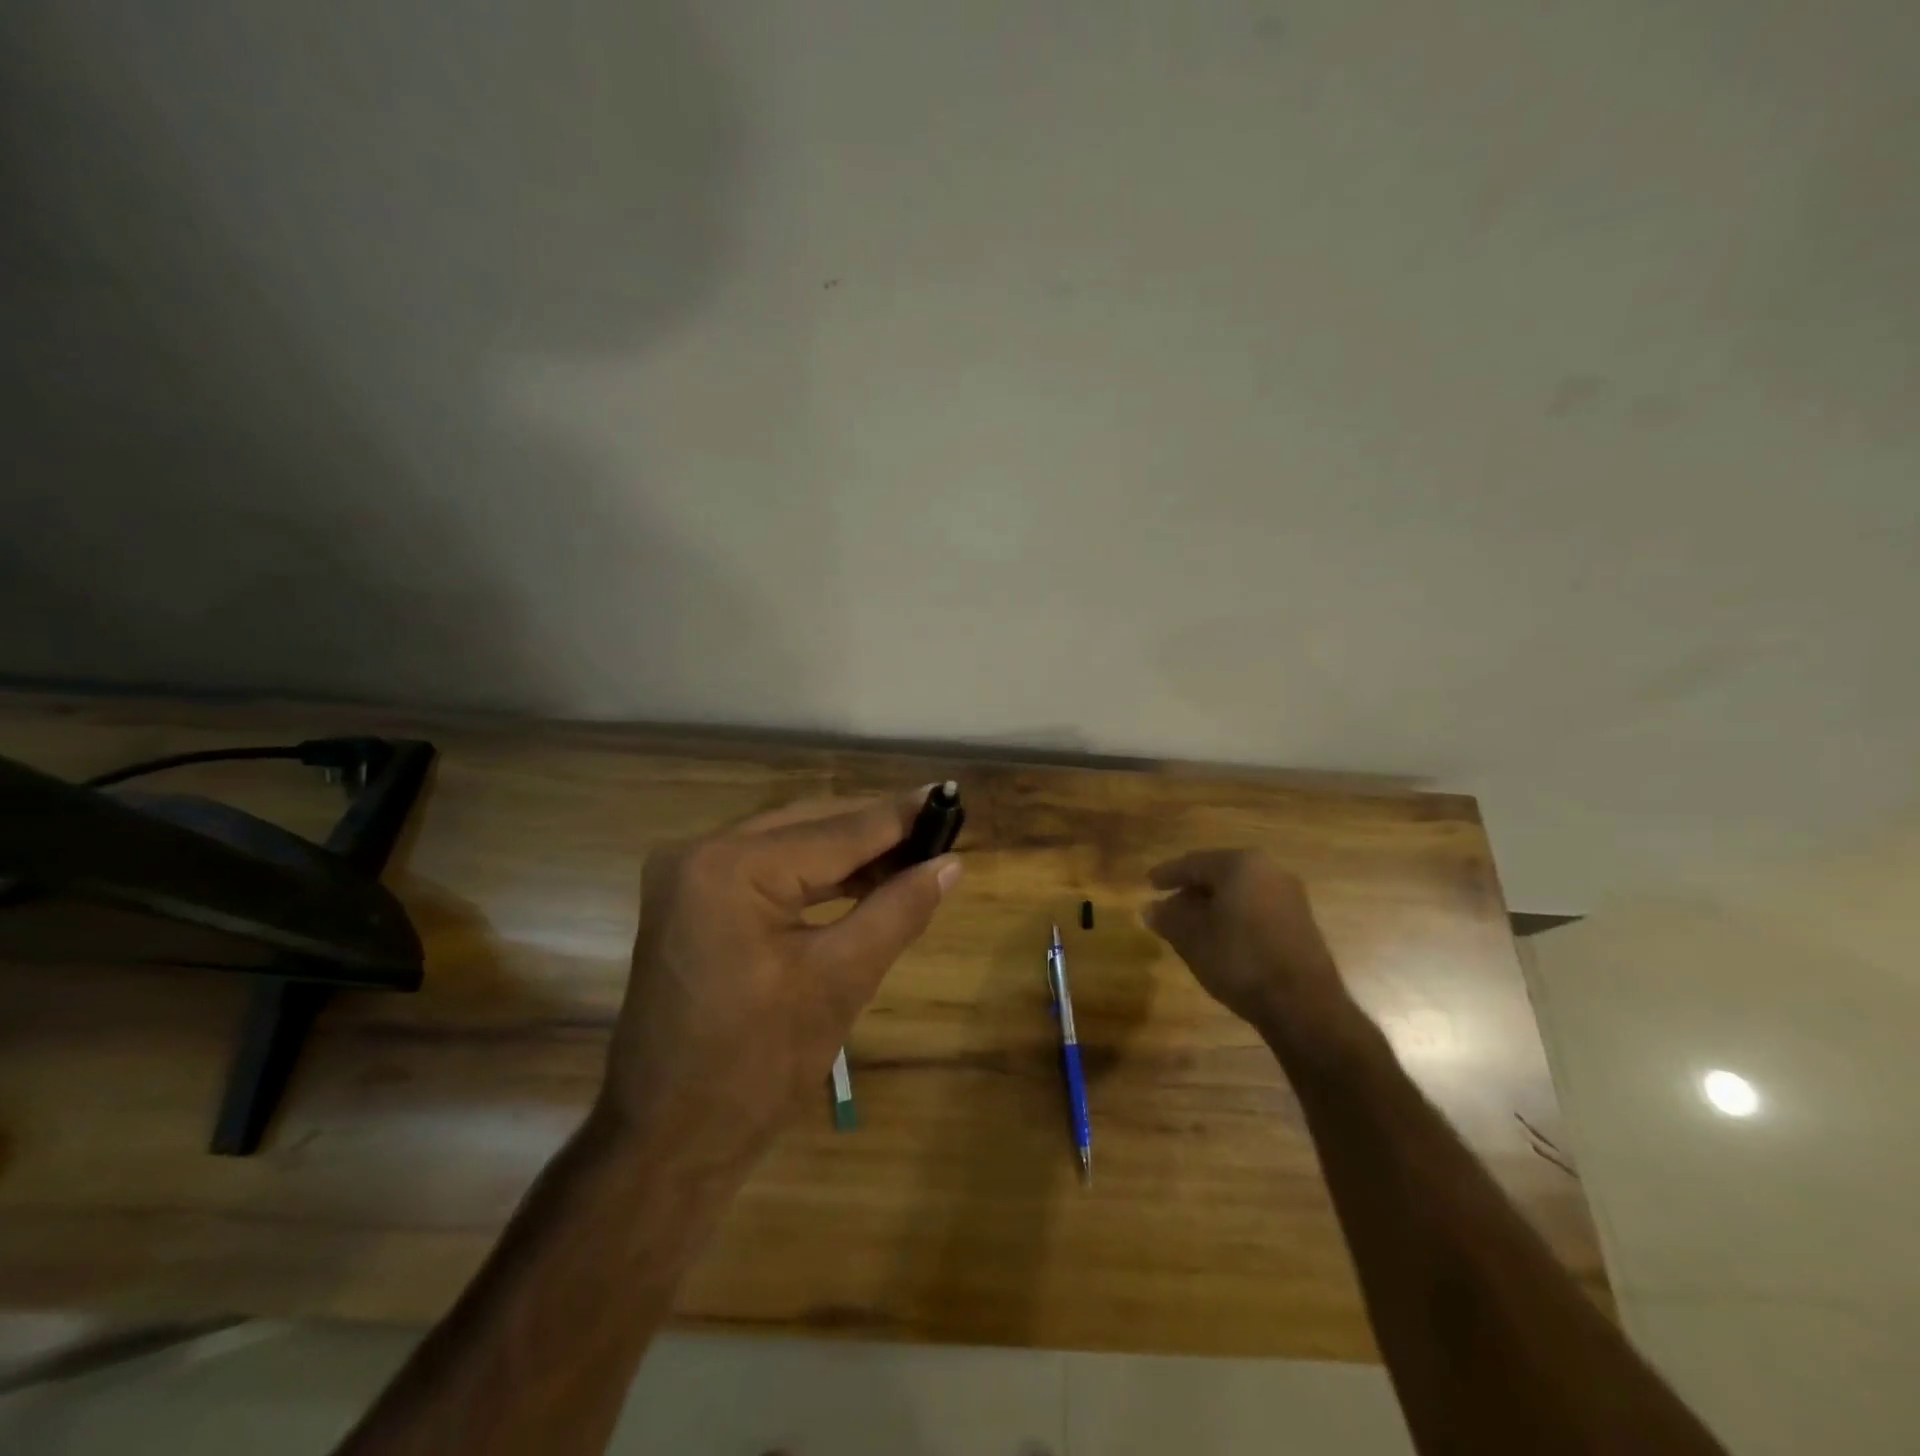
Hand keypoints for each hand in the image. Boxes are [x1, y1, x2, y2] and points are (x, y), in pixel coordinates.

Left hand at [596, 790, 960, 1172]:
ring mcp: (687, 876)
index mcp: (732, 867)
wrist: (668, 1142)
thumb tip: (952, 863)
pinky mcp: (690, 900)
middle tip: (939, 831)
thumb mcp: (840, 981)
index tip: (950, 796)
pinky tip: (861, 881)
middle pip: (810, 825)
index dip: (900, 816)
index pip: (837, 831)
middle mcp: (701, 853)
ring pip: (789, 843)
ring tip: (912, 856)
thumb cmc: (757, 1067)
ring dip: (848, 852)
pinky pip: (766, 869)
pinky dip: (814, 875)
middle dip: (876, 831)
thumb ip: (898, 910)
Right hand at [1144, 850, 1350, 1039]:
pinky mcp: (1301, 922)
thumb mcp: (1191, 938)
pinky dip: (1235, 916)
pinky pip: (1257, 908)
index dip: (1167, 874)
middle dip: (1192, 890)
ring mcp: (1290, 895)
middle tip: (1168, 906)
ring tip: (1191, 925)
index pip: (1193, 863)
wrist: (1303, 1004)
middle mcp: (1269, 870)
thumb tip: (1150, 909)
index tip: (1149, 883)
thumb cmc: (1239, 959)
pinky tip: (1221, 937)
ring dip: (1214, 905)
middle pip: (1219, 874)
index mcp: (1240, 864)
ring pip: (1239, 892)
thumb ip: (1168, 918)